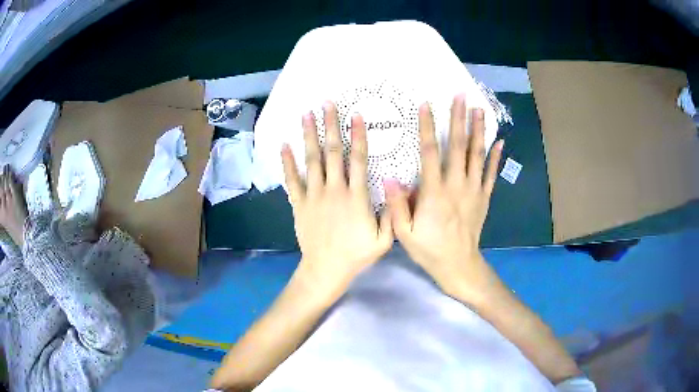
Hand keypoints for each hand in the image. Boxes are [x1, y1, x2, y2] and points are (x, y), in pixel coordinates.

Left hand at [281, 102, 393, 301]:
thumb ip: (391, 213)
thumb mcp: (384, 239)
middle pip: (333, 152)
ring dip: (309, 136)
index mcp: (356, 197)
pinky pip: (292, 180)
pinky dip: (287, 162)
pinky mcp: (299, 204)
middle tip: (327, 104)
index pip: (359, 159)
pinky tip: (284, 145)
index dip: (358, 135)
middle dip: (330, 126)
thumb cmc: (356, 255)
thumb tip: (396, 186)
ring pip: (312, 160)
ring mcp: (314, 195)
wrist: (326, 269)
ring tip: (306, 115)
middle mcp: (334, 190)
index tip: (356, 115)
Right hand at [384, 94, 503, 300]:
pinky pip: (491, 173)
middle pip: (458, 146)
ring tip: (480, 109)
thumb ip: (396, 205)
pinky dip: (495, 157)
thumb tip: (389, 177)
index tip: (426, 105)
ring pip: (477, 155)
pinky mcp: (484, 197)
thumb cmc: (429, 250)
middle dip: (458, 119)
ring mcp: (474, 190)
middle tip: (461, 97)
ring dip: (478, 130)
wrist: (459, 265)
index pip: (429, 153)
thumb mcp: (404, 233)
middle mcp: (456, 185)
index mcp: (434, 193)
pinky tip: (500, 141)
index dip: (426, 127)